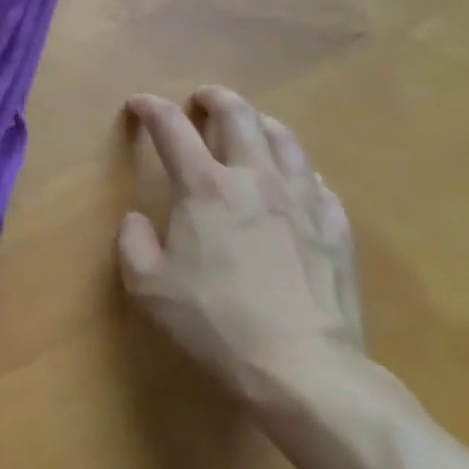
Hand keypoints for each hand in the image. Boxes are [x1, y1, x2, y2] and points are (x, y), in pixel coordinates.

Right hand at [119, 88, 364, 402]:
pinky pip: (315, 179)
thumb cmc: (215, 324)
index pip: (172, 128)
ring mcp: (302, 200)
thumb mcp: (148, 287)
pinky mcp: (335, 227)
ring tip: (250, 126)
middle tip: (201, 100)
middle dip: (214, 99)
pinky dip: (296, 169)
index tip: (139, 104)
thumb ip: (133, 243)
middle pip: (237, 115)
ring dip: (259, 122)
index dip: (151, 109)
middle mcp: (254, 178)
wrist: (304, 370)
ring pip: (284, 138)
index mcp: (204, 187)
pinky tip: (292, 182)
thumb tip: (137, 220)